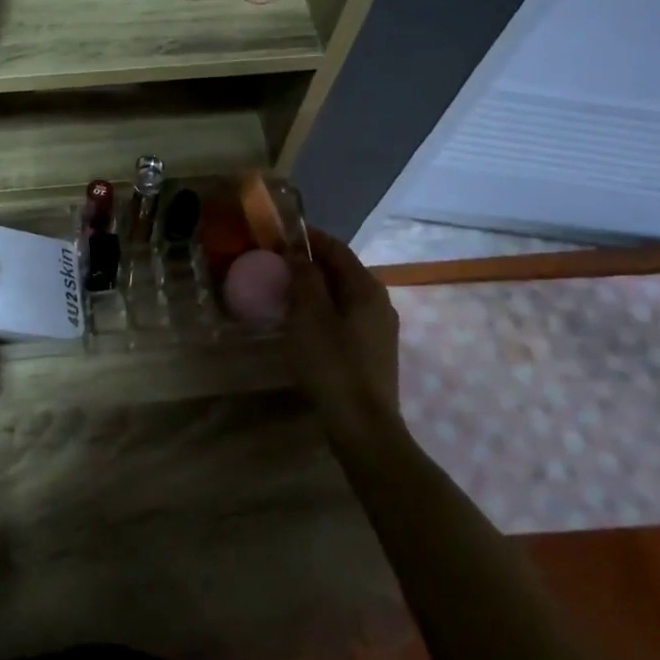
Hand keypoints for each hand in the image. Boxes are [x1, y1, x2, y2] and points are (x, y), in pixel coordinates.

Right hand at [286, 229, 401, 438]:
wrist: (362, 425)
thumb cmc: (332, 363)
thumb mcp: (309, 315)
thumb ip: (305, 278)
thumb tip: (298, 252)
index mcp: (366, 288)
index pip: (337, 249)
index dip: (310, 238)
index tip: (282, 234)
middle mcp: (380, 302)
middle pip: (343, 271)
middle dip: (312, 263)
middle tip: (279, 264)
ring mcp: (380, 329)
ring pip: (345, 296)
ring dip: (317, 288)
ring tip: (287, 292)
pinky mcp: (374, 351)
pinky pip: (346, 317)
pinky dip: (325, 310)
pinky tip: (305, 324)